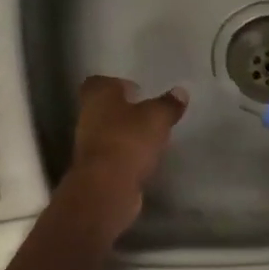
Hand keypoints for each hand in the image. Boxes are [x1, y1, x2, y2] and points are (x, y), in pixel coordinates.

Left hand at [64, 76, 188, 233]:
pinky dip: (125, 155)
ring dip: (125, 134)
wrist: (106, 187)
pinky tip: (144, 160)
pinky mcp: (95, 169)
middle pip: (103, 108)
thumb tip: (180, 92)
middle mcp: (88, 116)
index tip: (137, 91)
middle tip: (148, 113)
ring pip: (107, 132)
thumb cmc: (129, 140)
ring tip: (150, 137)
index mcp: (98, 95)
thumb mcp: (157, 117)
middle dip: (124, 110)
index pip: (99, 82)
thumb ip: (169, 104)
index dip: (117, 84)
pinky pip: (112, 155)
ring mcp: (88, 145)